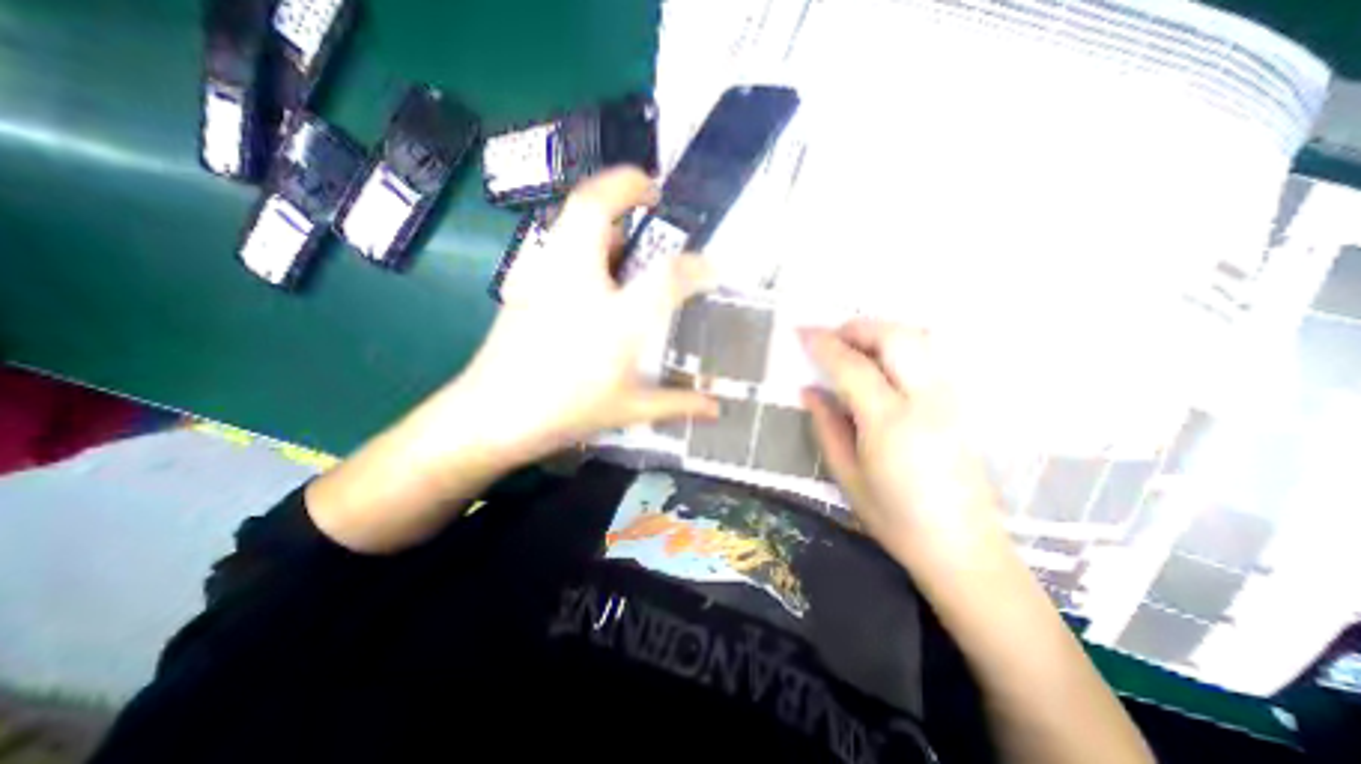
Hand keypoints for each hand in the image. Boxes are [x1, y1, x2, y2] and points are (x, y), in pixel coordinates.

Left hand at [305, 167, 716, 552]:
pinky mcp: (526, 281)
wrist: (491, 417)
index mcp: (615, 320)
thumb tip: (716, 409)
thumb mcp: (629, 410)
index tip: (710, 267)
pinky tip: (594, 270)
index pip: (666, 276)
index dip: (696, 266)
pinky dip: (584, 238)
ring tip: (627, 236)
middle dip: (626, 183)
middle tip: (651, 191)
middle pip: (595, 207)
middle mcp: (580, 284)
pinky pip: (560, 241)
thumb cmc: (566, 413)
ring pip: (571, 217)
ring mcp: (546, 276)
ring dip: (604, 212)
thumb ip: (677, 403)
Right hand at [800, 320, 1003, 567]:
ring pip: (919, 340)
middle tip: (831, 336)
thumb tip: (809, 390)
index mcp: (891, 424)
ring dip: (881, 333)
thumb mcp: (846, 475)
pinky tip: (880, 365)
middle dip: (858, 327)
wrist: (963, 548)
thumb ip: (826, 426)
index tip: (802, 333)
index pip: (854, 367)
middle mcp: (926, 402)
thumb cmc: (895, 519)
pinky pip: (928, 357)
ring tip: (853, 347)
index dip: (825, 345)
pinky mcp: (959, 404)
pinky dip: (900, 346)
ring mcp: (950, 400)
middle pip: (896, 338)